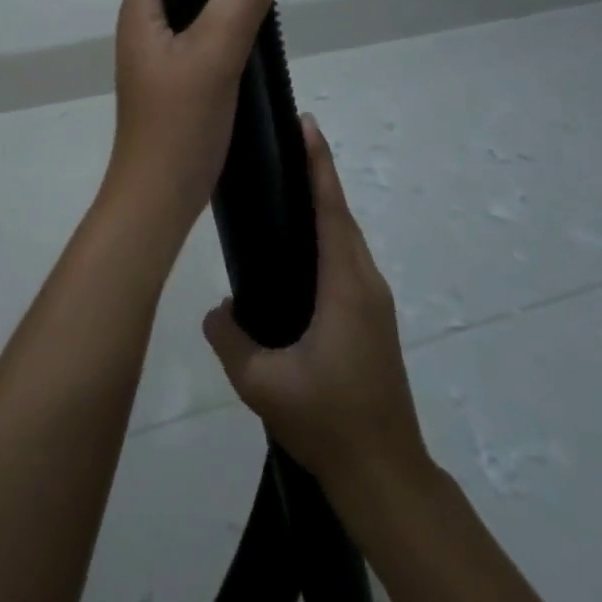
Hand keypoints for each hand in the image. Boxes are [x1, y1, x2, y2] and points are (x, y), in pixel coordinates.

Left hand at [102, 0, 283, 234]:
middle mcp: (144, 22)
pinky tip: (250, 8)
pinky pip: (200, 25)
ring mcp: (160, 49)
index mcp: (139, 9)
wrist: (160, 196)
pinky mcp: (178, 73)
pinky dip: (222, 8)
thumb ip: (240, 2)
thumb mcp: (212, 57)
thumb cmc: (177, 124)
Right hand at [201, 115, 430, 492]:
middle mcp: (365, 282)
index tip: (306, 124)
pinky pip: (346, 261)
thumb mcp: (263, 384)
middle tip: (285, 144)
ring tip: (287, 186)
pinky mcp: (372, 320)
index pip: (331, 208)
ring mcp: (374, 302)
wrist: (385, 477)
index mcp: (345, 285)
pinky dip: (326, 236)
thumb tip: (216, 310)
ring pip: (345, 239)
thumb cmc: (329, 421)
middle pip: (341, 214)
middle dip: (317, 174)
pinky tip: (298, 249)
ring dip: (323, 206)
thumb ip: (230, 339)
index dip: (318, 164)